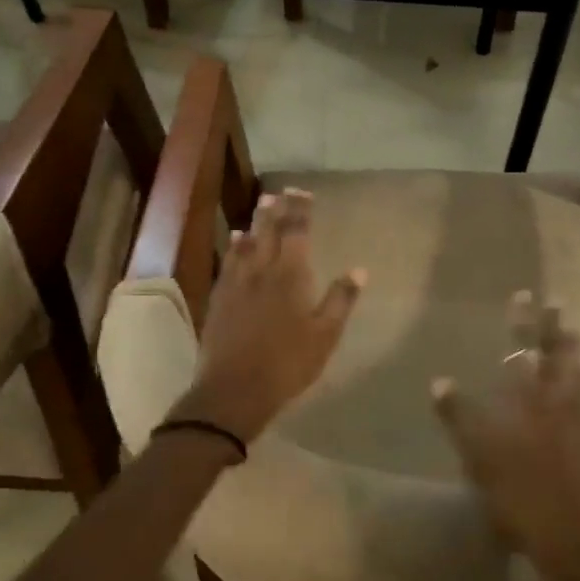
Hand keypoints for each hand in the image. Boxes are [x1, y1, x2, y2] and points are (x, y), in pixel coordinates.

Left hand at [169, 188, 364, 447]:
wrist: (235, 389)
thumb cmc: (288, 364)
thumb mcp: (325, 335)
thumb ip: (340, 299)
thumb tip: (359, 270)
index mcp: (290, 276)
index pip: (296, 233)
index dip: (300, 211)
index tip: (303, 193)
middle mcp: (261, 270)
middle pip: (269, 231)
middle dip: (277, 209)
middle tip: (282, 192)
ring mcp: (237, 283)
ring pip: (247, 242)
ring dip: (256, 222)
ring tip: (262, 205)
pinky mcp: (220, 297)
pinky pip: (229, 261)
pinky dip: (235, 246)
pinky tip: (236, 240)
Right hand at [432, 293, 579, 580]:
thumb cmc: (526, 501)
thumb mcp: (481, 461)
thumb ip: (460, 418)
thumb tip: (440, 382)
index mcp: (533, 401)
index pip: (527, 349)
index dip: (525, 321)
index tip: (525, 296)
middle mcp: (567, 401)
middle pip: (563, 354)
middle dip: (556, 327)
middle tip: (554, 305)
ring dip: (575, 354)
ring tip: (570, 338)